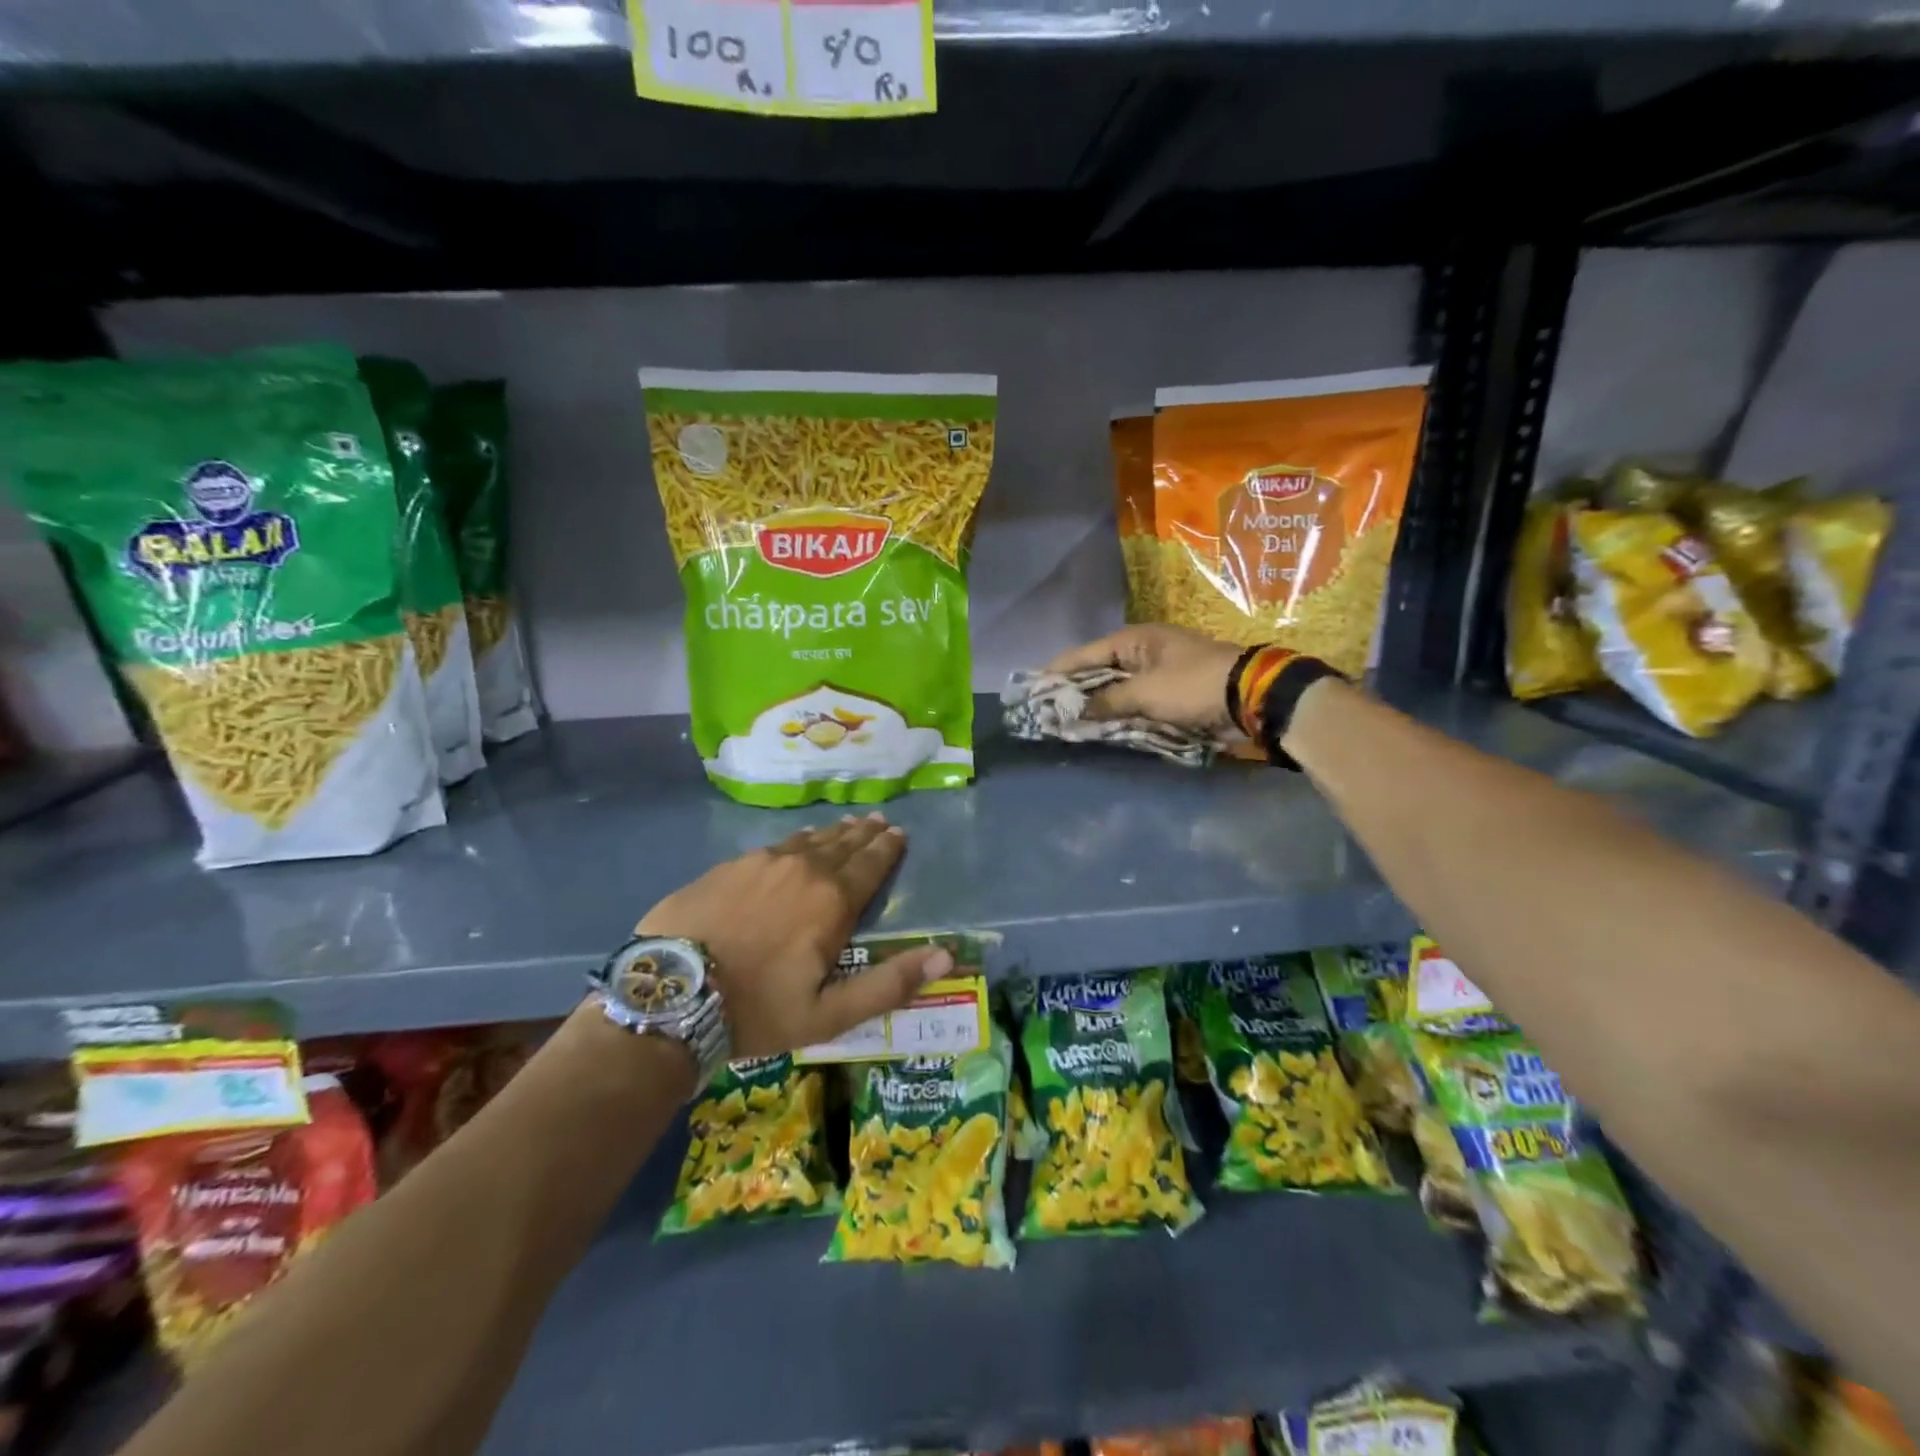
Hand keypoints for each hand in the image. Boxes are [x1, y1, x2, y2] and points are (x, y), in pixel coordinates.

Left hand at [636, 814, 950, 1058]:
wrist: (670, 995)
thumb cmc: (757, 1009)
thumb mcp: (829, 1013)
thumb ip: (889, 984)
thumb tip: (946, 956)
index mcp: (832, 901)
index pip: (871, 864)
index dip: (888, 849)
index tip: (899, 833)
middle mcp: (803, 869)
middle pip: (843, 844)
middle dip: (865, 833)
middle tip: (880, 821)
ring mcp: (762, 862)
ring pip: (809, 840)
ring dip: (834, 833)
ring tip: (849, 824)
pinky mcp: (729, 866)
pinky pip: (775, 845)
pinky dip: (797, 841)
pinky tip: (797, 841)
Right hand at [1045, 624, 1241, 733]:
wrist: (1250, 697)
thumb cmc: (1193, 685)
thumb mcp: (1145, 692)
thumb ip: (1106, 701)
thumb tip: (1074, 710)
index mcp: (1135, 640)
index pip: (1085, 654)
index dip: (1059, 671)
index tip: (1033, 687)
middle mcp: (1144, 652)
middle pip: (1099, 671)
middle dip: (1075, 690)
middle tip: (1047, 708)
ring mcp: (1158, 672)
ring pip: (1116, 689)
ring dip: (1096, 705)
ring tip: (1067, 720)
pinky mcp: (1171, 693)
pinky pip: (1135, 702)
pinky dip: (1118, 713)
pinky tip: (1101, 727)